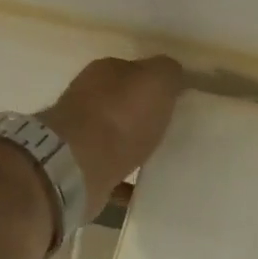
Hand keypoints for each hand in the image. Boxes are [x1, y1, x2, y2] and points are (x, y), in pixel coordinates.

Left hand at [37, 55, 183, 220]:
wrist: (79, 164)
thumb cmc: (121, 116)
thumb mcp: (155, 81)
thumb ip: (168, 72)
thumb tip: (175, 74)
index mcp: (105, 72)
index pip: (136, 72)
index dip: (157, 86)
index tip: (179, 104)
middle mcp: (89, 98)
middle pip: (125, 104)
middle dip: (145, 116)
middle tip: (173, 132)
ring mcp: (82, 135)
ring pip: (117, 136)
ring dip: (135, 145)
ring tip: (162, 160)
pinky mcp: (83, 168)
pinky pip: (113, 171)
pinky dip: (127, 178)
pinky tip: (145, 186)